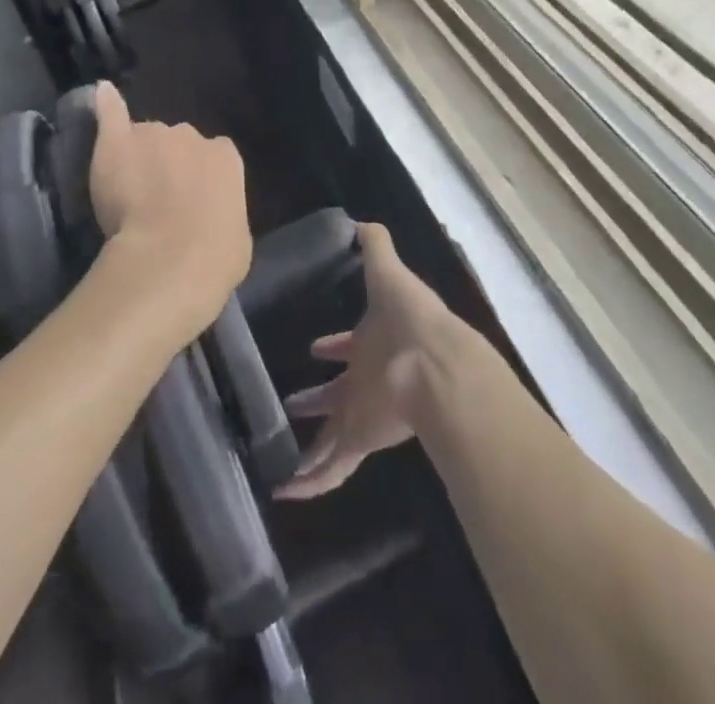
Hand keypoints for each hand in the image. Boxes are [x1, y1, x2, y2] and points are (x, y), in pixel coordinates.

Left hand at [89, 83, 251, 337]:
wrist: (171, 257)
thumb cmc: (215, 256)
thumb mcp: (234, 235)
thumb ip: (220, 211)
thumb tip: (214, 217)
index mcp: (225, 158)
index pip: (212, 155)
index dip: (198, 177)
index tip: (189, 200)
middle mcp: (192, 135)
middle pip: (176, 142)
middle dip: (167, 164)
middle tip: (156, 200)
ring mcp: (153, 134)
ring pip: (143, 139)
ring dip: (138, 157)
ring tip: (126, 188)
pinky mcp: (117, 141)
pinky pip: (112, 115)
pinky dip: (107, 107)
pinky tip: (102, 94)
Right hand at [277, 222, 467, 499]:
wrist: (434, 364)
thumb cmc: (409, 316)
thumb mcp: (388, 271)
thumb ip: (376, 245)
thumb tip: (358, 220)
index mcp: (371, 343)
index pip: (349, 346)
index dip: (335, 346)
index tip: (314, 346)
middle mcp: (365, 381)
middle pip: (338, 395)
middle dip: (318, 399)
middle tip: (293, 402)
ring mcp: (363, 413)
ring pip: (331, 437)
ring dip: (310, 448)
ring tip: (279, 461)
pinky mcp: (360, 439)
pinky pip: (331, 468)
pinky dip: (311, 484)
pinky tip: (285, 493)